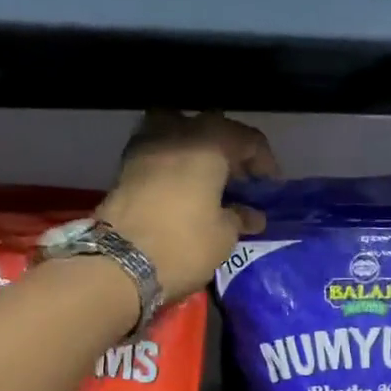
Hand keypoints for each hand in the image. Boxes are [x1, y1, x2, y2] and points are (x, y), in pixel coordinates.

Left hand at [98, 111, 279, 301]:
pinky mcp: (126, 166)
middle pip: (211, 127)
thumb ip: (240, 217)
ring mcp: (146, 146)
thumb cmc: (184, 245)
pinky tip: (184, 186)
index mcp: (208, 144)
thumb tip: (251, 214)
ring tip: (208, 177)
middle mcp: (177, 133)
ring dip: (197, 147)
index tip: (270, 185)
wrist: (119, 264)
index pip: (247, 138)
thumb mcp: (224, 236)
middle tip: (241, 178)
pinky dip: (175, 161)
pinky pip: (160, 151)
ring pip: (179, 130)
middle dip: (230, 149)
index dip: (263, 160)